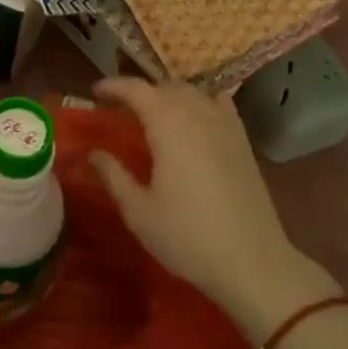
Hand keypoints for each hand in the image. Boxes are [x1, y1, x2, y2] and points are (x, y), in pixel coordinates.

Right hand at [90, 78, 338, 342]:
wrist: (253, 262)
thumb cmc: (188, 237)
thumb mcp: (139, 211)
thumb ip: (113, 176)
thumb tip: (94, 153)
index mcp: (168, 126)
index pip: (137, 89)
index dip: (114, 85)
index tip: (95, 92)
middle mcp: (198, 115)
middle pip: (165, 86)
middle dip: (140, 90)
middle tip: (120, 107)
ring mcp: (225, 125)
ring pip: (192, 92)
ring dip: (168, 94)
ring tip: (152, 112)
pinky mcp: (243, 141)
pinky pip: (218, 103)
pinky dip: (201, 100)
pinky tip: (195, 114)